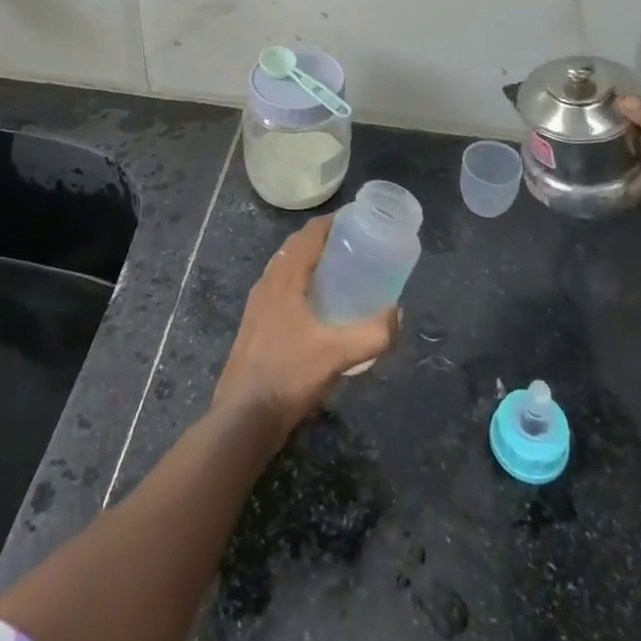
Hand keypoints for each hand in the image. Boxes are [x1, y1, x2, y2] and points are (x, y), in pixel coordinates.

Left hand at [212, 217, 400, 446]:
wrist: (243, 419)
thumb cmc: (288, 376)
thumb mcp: (337, 354)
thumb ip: (373, 333)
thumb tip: (398, 314)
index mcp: (284, 276)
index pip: (309, 233)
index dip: (334, 222)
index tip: (361, 220)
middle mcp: (268, 282)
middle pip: (298, 247)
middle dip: (327, 241)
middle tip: (359, 245)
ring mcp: (259, 304)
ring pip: (289, 268)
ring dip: (314, 263)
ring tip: (344, 272)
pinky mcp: (257, 325)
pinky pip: (284, 289)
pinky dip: (304, 284)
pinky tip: (322, 308)